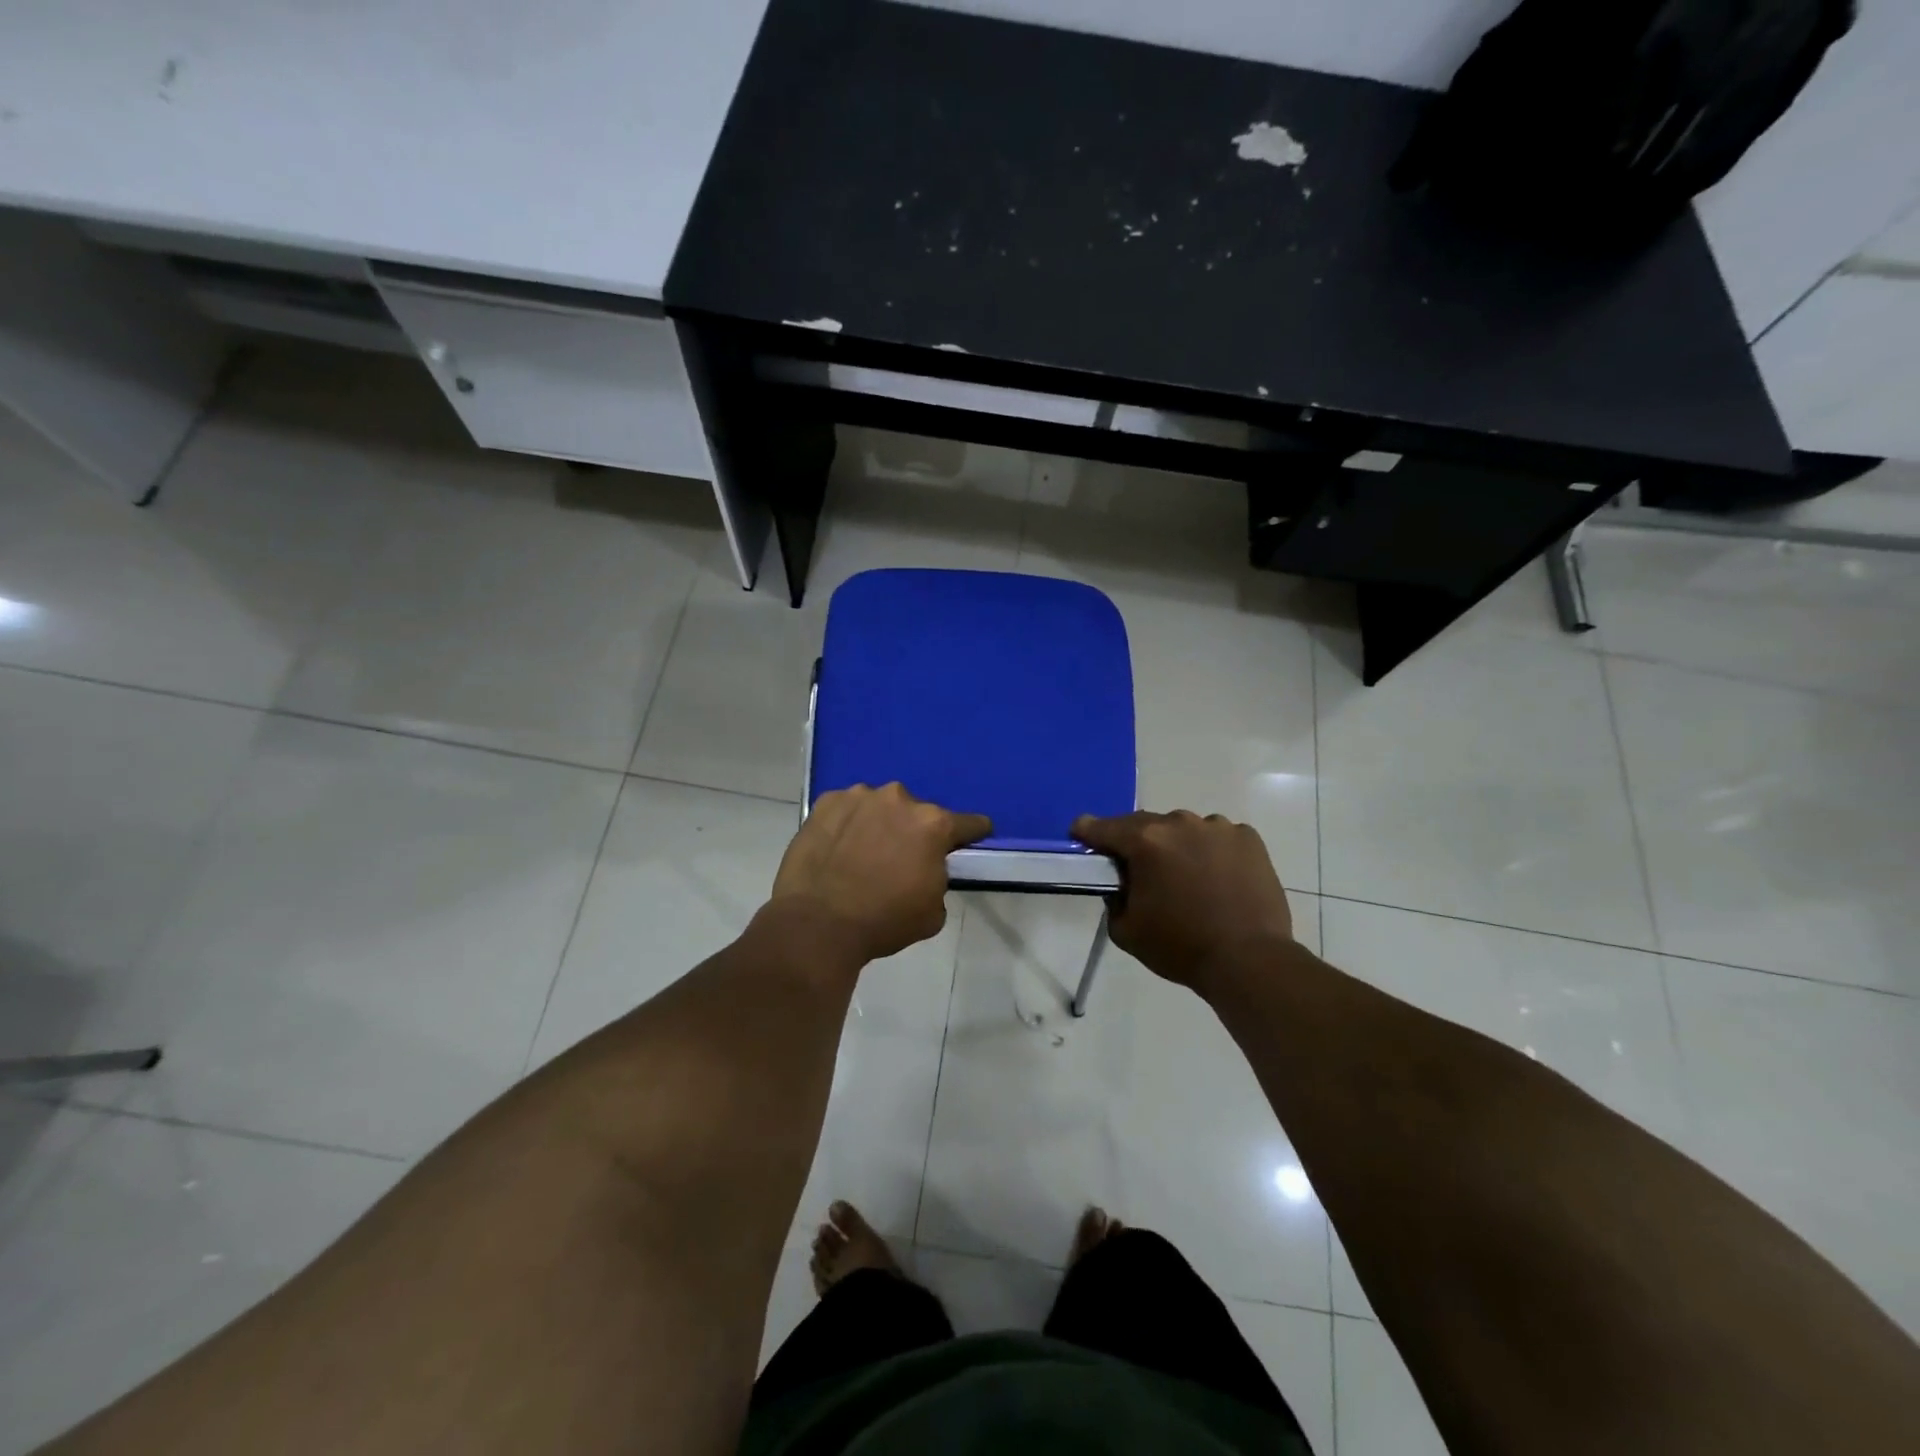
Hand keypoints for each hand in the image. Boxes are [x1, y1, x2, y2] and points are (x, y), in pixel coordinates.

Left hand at [772, 784, 991, 962]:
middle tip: (900, 858)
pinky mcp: (827, 802)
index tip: (972, 838)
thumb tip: (926, 871)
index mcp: (933, 825)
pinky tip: (837, 848)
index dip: (973, 833)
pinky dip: (848, 823)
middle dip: (914, 831)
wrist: (817, 925)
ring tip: (863, 853)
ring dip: (879, 823)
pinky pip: (847, 809)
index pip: (969, 823)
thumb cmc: (883, 921)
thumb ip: (938, 880)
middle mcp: (900, 799)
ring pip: (880, 807)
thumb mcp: (933, 912)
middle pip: (918, 813)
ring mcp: (860, 796)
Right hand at [1072, 810, 1292, 989]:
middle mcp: (1179, 823)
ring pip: (1184, 829)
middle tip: (1137, 867)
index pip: (1103, 827)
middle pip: (1145, 825)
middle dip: (1136, 842)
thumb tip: (1123, 885)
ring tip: (1184, 876)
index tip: (1080, 833)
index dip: (1087, 831)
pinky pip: (1218, 837)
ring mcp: (1218, 828)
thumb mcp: (1126, 931)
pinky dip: (1211, 851)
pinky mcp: (1248, 839)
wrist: (1248, 960)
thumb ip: (1114, 900)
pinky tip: (1216, 877)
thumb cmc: (1180, 947)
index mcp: (1145, 841)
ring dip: (1177, 845)